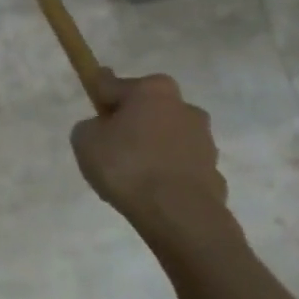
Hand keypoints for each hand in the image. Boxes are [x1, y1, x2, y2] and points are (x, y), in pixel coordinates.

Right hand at [70, 73, 228, 223]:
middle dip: (131, 122)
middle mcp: (184, 106)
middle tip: (110, 146)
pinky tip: (151, 190)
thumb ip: (91, 125)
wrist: (178, 214)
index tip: (93, 101)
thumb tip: (104, 128)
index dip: (99, 95)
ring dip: (151, 147)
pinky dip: (167, 172)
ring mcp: (204, 139)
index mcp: (152, 90)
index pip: (114, 85)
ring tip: (131, 175)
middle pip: (147, 109)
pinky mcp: (213, 170)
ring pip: (166, 136)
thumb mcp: (85, 139)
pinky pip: (180, 165)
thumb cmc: (126, 166)